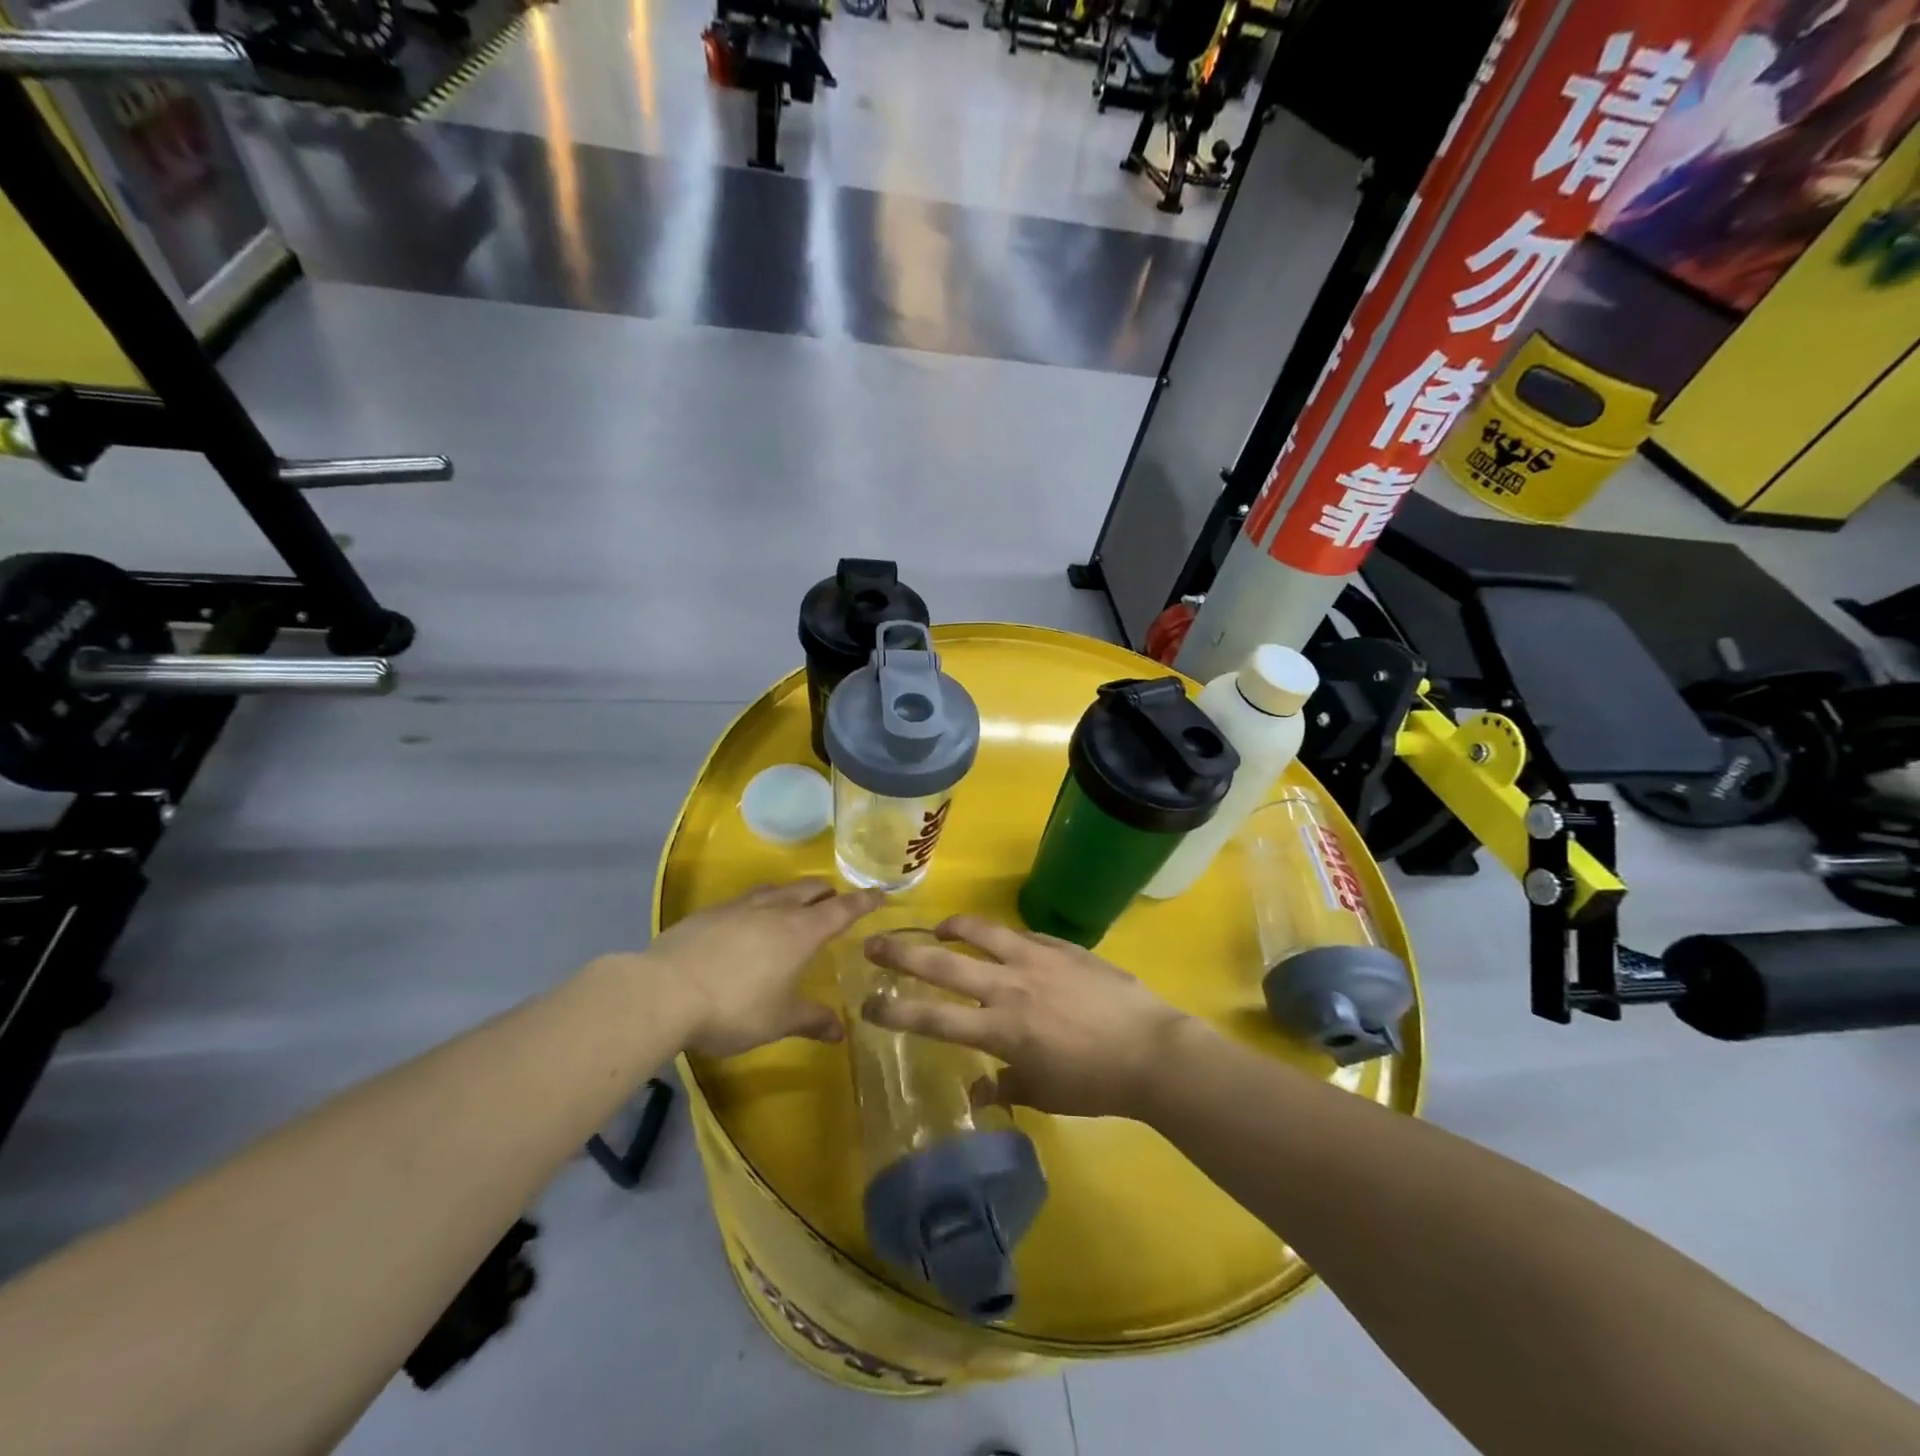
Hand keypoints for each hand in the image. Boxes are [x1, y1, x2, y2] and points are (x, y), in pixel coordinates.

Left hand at [646, 880, 885, 1056]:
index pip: (842, 909)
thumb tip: (840, 1031)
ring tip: (795, 903)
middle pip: (809, 889)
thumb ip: (811, 1020)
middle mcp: (775, 910)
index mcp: (801, 931)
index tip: (880, 893)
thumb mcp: (778, 1021)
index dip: (864, 901)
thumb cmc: (734, 1007)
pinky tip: (748, 920)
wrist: (664, 992)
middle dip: (827, 893)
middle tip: (836, 901)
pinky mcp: (709, 913)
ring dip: (793, 893)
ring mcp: (739, 907)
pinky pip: (745, 900)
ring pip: (776, 889)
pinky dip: (760, 904)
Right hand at [863, 916, 1190, 1118]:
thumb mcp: (1044, 1094)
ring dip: (952, 927)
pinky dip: (1003, 936)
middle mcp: (1008, 987)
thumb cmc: (1095, 1083)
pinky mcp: (1061, 947)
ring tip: (937, 928)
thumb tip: (976, 1092)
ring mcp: (1035, 959)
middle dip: (902, 954)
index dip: (895, 1011)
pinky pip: (1022, 934)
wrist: (1150, 1050)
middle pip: (943, 964)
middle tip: (874, 944)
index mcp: (1000, 1029)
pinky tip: (1001, 940)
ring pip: (981, 931)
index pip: (933, 1017)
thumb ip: (1005, 1088)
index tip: (868, 1004)